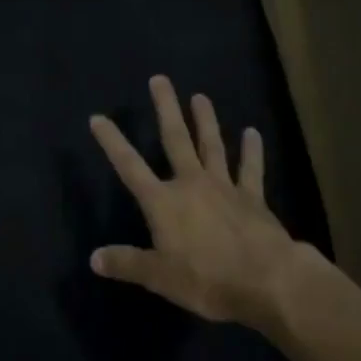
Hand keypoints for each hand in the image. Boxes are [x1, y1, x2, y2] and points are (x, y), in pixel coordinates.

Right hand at [89, 76, 313, 335]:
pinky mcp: (252, 198)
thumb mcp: (159, 277)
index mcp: (163, 202)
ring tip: (200, 96)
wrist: (266, 280)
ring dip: (205, 120)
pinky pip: (251, 169)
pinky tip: (252, 133)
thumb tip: (94, 258)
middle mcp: (191, 184)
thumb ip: (127, 263)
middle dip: (166, 108)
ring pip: (212, 145)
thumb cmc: (207, 279)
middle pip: (175, 139)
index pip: (130, 166)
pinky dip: (252, 151)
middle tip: (160, 79)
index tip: (98, 117)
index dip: (112, 142)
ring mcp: (224, 187)